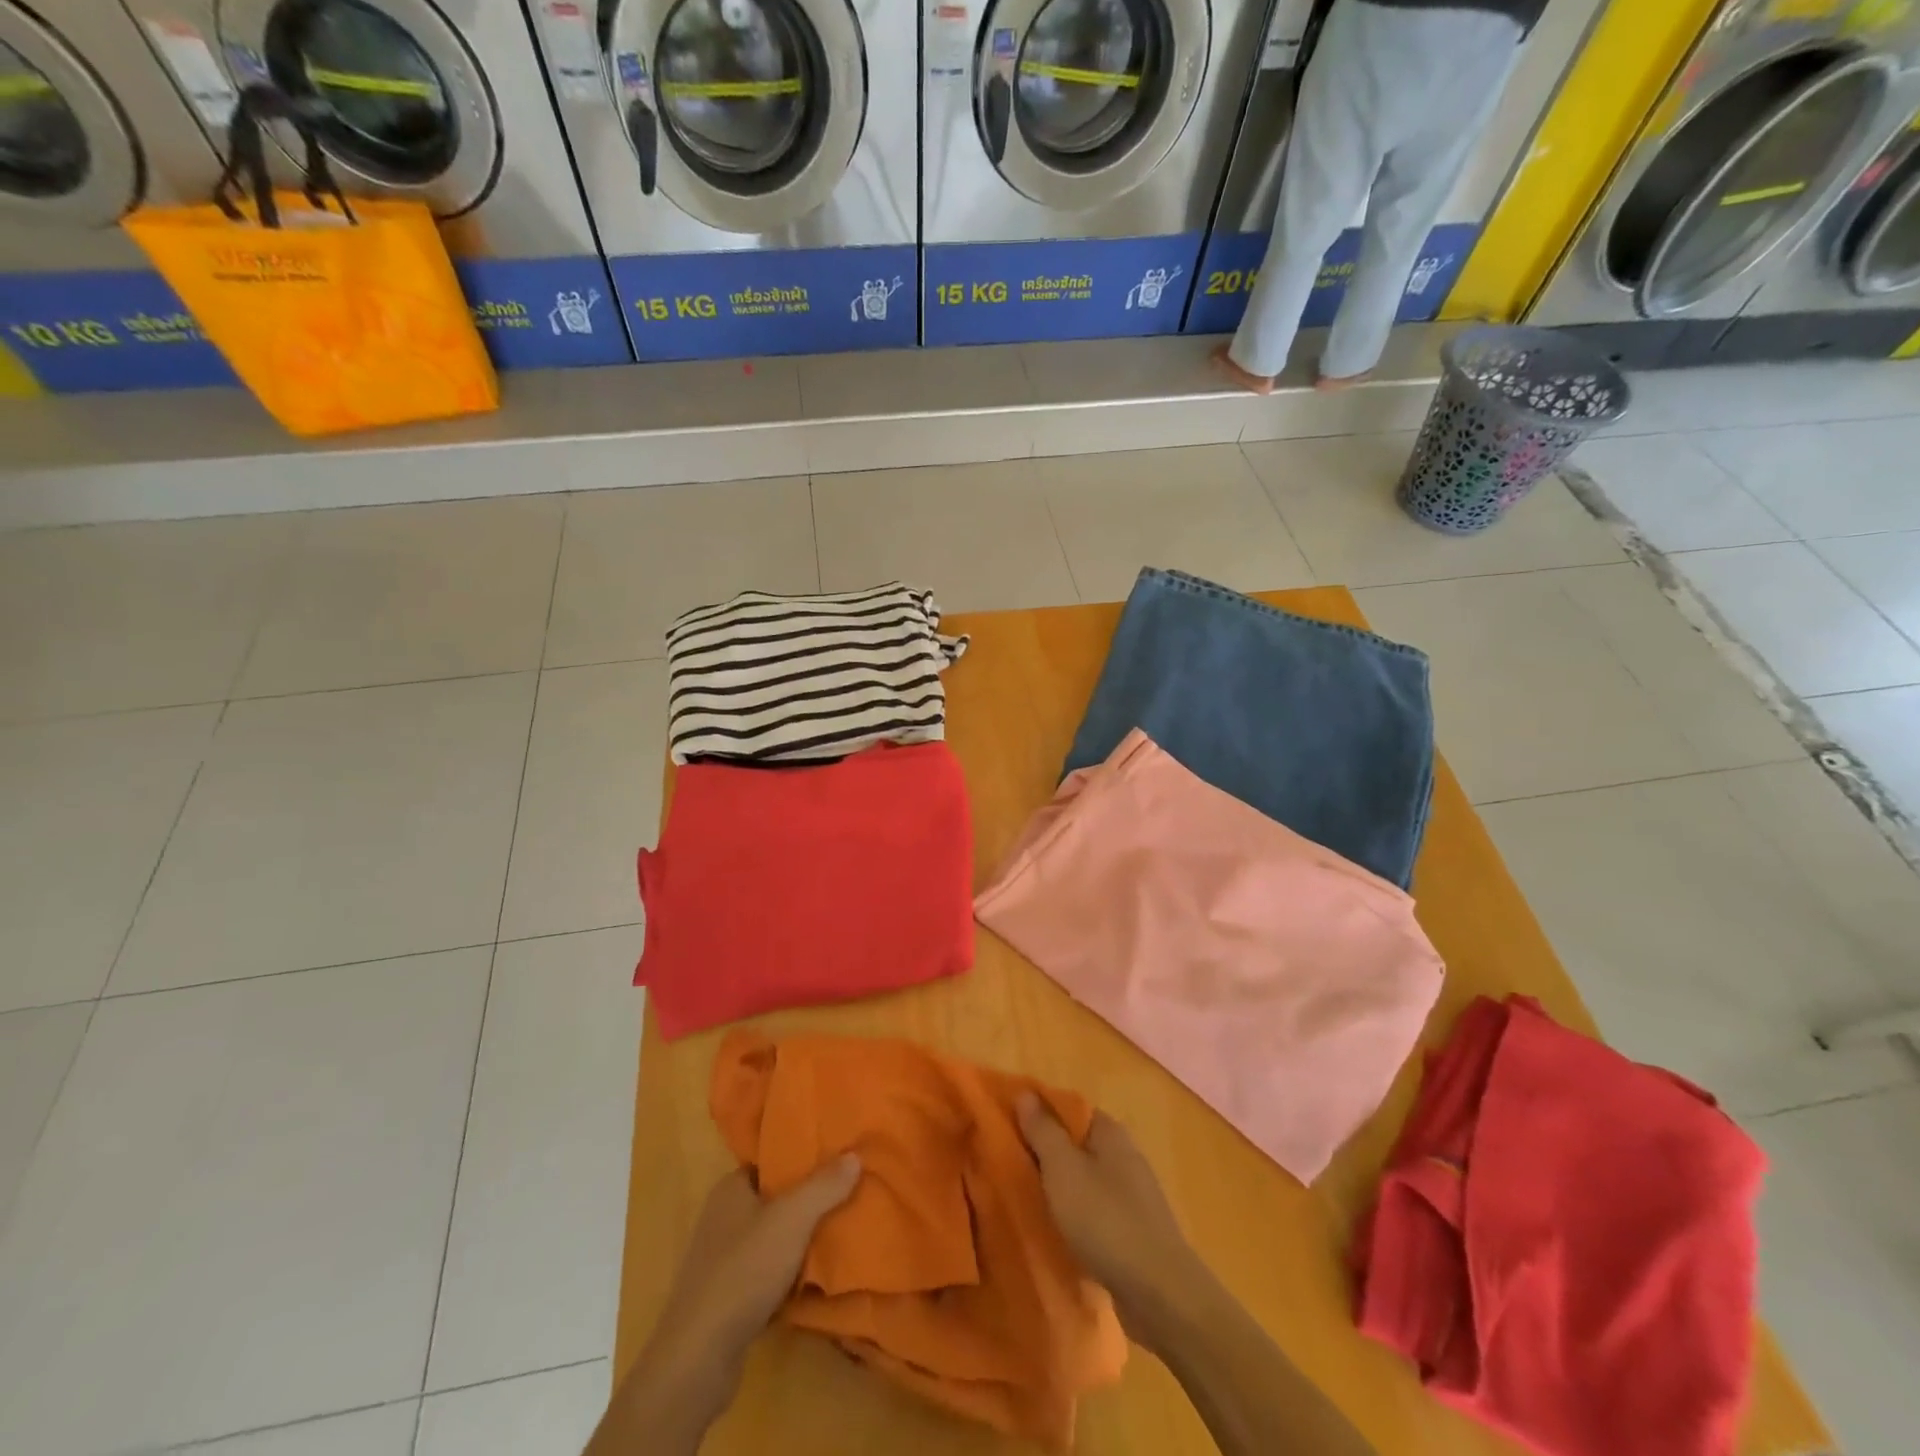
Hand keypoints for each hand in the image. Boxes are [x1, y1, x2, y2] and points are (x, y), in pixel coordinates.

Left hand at [608, 1154, 860, 1449]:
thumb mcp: (792, 1219)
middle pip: (774, 1199)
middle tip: (847, 1194)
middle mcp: (722, 1218)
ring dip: (800, 1239)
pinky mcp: (726, 1298)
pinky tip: (814, 1279)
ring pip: (772, 1237)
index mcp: (730, 1188)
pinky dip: (788, 1273)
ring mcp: (721, 1260)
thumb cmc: (744, 1271)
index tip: (837, 1158)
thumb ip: (824, 1186)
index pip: (771, 1161)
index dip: (802, 1158)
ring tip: (840, 1232)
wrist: (699, 1358)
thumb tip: (854, 1155)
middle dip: (807, 1199)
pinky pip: (766, 1272)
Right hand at [1016, 1094, 1200, 1338]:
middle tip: (1007, 1166)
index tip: (1006, 1128)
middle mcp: (1124, 1155)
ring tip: (1024, 1200)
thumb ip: (1043, 1130)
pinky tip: (1056, 1231)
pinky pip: (1094, 1211)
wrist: (1160, 1294)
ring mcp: (1132, 1195)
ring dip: (1057, 1187)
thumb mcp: (1063, 1169)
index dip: (1037, 1114)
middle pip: (1075, 1144)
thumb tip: (1025, 1093)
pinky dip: (1074, 1216)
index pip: (1068, 1108)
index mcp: (1110, 1132)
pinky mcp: (1133, 1231)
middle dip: (1044, 1153)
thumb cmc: (1106, 1220)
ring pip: (1083, 1180)